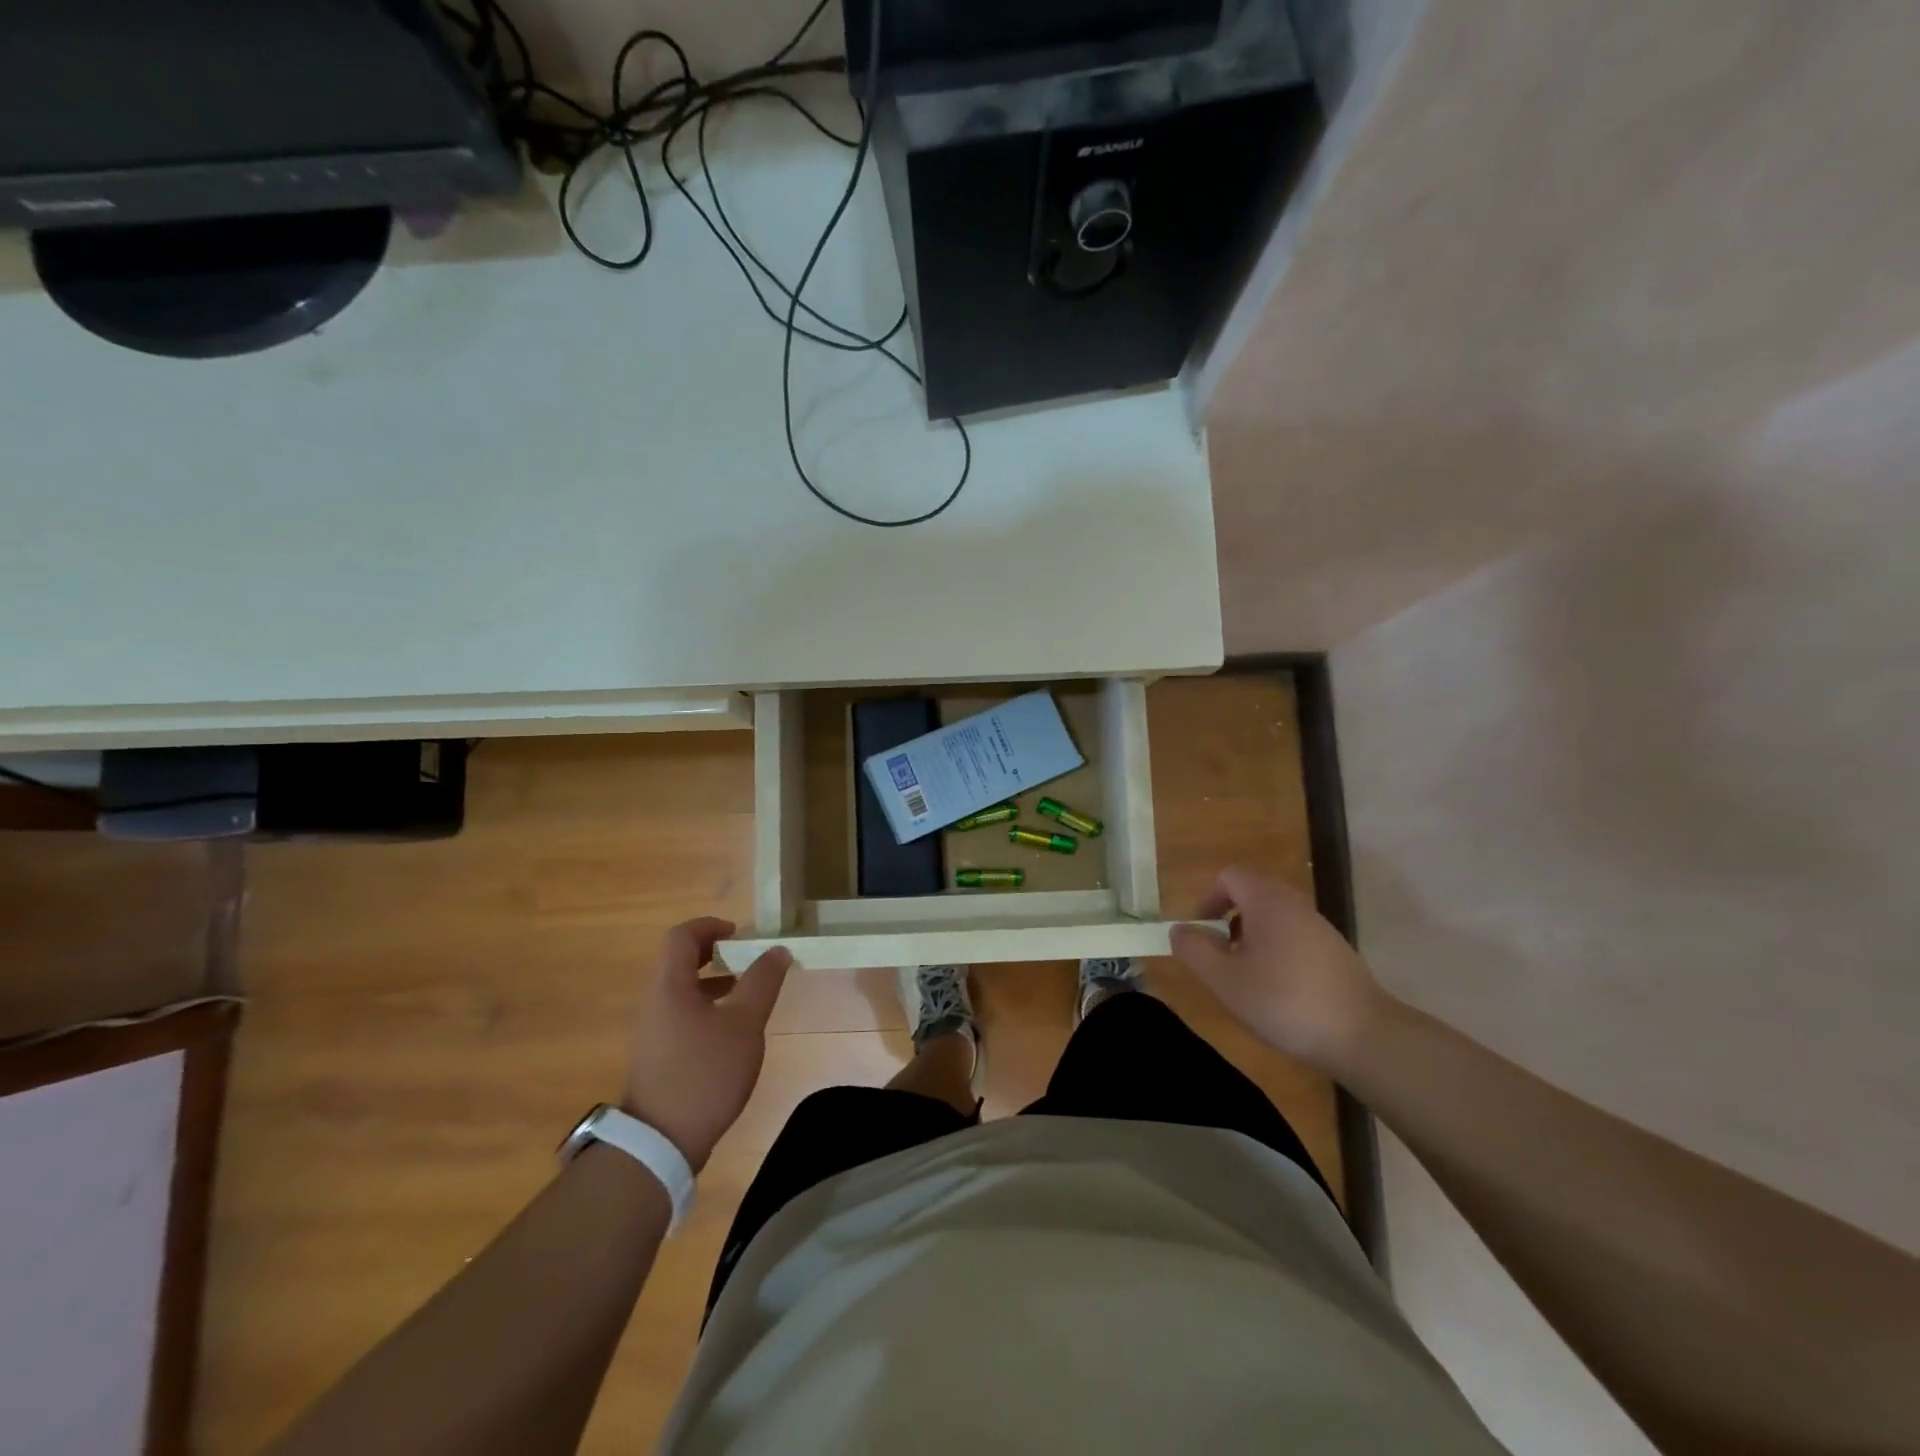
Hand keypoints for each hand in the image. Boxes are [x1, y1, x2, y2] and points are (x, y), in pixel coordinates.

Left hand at [621, 918, 790, 1171]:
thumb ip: (762, 981)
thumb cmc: (705, 1072)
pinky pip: (682, 1013)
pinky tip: (732, 1030)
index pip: (682, 936)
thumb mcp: (745, 1023)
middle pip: (679, 960)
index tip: (740, 934)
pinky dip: (707, 1006)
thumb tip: (777, 949)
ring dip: (714, 980)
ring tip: (747, 992)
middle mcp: (655, 1001)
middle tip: (747, 958)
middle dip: (715, 952)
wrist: (661, 1141)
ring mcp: (654, 1030)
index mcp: (670, 986)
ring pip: (682, 989)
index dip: (710, 925)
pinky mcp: (659, 1055)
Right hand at [1169, 867, 1391, 1074]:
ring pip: (1273, 917)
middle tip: (1222, 958)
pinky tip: (1280, 990)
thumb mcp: (1225, 980)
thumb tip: (1179, 930)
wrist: (1365, 1037)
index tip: (1203, 933)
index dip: (1207, 899)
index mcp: (1267, 902)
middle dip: (1228, 920)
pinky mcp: (1335, 951)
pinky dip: (1277, 951)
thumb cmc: (1285, 1002)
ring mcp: (1320, 927)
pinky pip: (1294, 936)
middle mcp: (1295, 904)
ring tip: (1248, 977)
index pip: (1229, 876)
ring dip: (1252, 938)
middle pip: (1251, 893)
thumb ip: (1194, 950)